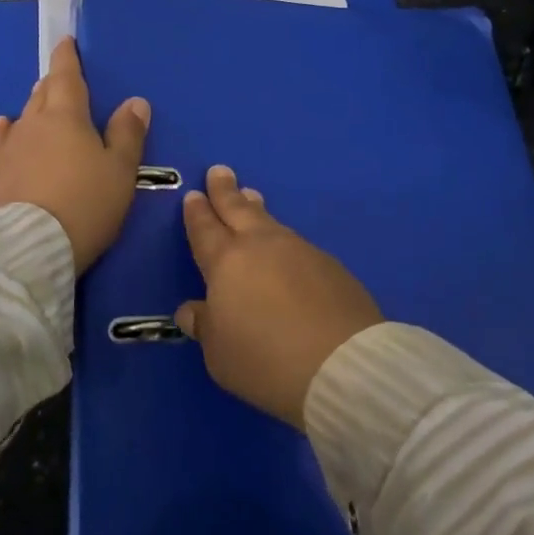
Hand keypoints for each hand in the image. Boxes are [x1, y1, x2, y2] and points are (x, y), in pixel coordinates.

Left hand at [0, 37, 150, 272]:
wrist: (27, 249)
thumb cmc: (84, 204)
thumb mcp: (119, 171)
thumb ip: (127, 134)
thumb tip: (135, 101)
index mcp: (66, 116)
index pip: (66, 77)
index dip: (67, 58)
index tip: (66, 42)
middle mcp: (33, 124)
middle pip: (43, 95)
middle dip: (53, 84)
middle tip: (61, 79)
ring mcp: (9, 150)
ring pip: (23, 118)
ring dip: (34, 108)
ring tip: (40, 102)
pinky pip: (3, 143)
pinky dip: (8, 132)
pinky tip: (5, 127)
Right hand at [175, 167, 383, 428]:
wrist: (341, 363)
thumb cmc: (265, 360)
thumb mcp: (220, 354)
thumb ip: (205, 326)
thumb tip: (192, 310)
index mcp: (226, 262)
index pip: (205, 229)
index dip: (197, 212)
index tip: (194, 194)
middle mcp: (261, 246)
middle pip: (238, 210)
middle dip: (225, 191)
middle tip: (219, 171)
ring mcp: (298, 250)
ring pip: (270, 221)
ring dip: (256, 208)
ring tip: (250, 197)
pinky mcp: (328, 264)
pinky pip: (295, 242)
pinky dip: (282, 238)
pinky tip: (284, 247)